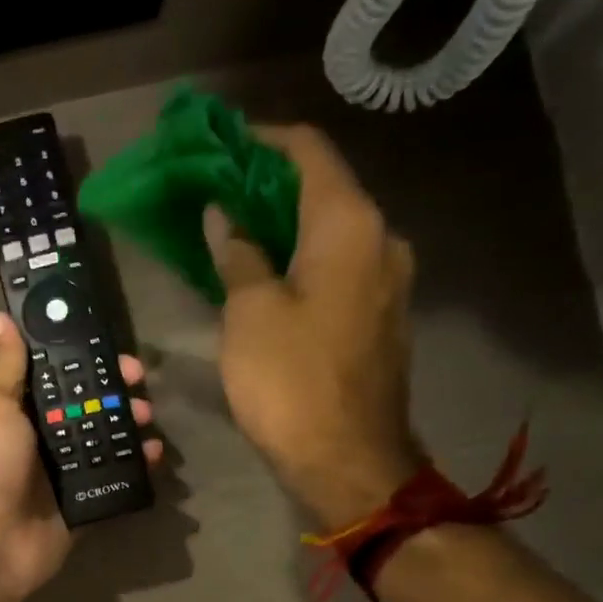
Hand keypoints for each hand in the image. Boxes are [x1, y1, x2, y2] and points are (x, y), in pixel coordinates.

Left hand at [0, 313, 161, 601]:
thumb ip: (5, 368)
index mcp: (13, 413)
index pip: (54, 378)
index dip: (83, 361)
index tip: (114, 351)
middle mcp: (36, 440)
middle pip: (83, 407)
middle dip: (113, 394)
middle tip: (141, 387)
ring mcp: (59, 474)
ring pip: (101, 441)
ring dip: (127, 426)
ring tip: (148, 420)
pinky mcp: (79, 504)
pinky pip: (112, 479)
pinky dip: (135, 466)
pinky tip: (155, 455)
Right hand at [207, 123, 424, 531]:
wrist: (348, 460)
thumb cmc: (291, 382)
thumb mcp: (249, 313)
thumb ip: (239, 254)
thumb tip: (227, 217)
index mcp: (350, 225)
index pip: (307, 153)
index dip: (261, 141)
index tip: (218, 144)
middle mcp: (381, 239)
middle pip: (323, 189)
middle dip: (268, 184)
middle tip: (216, 191)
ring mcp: (386, 280)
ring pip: (330, 230)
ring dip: (283, 224)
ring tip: (233, 231)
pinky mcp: (379, 316)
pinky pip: (338, 266)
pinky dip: (301, 258)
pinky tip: (264, 273)